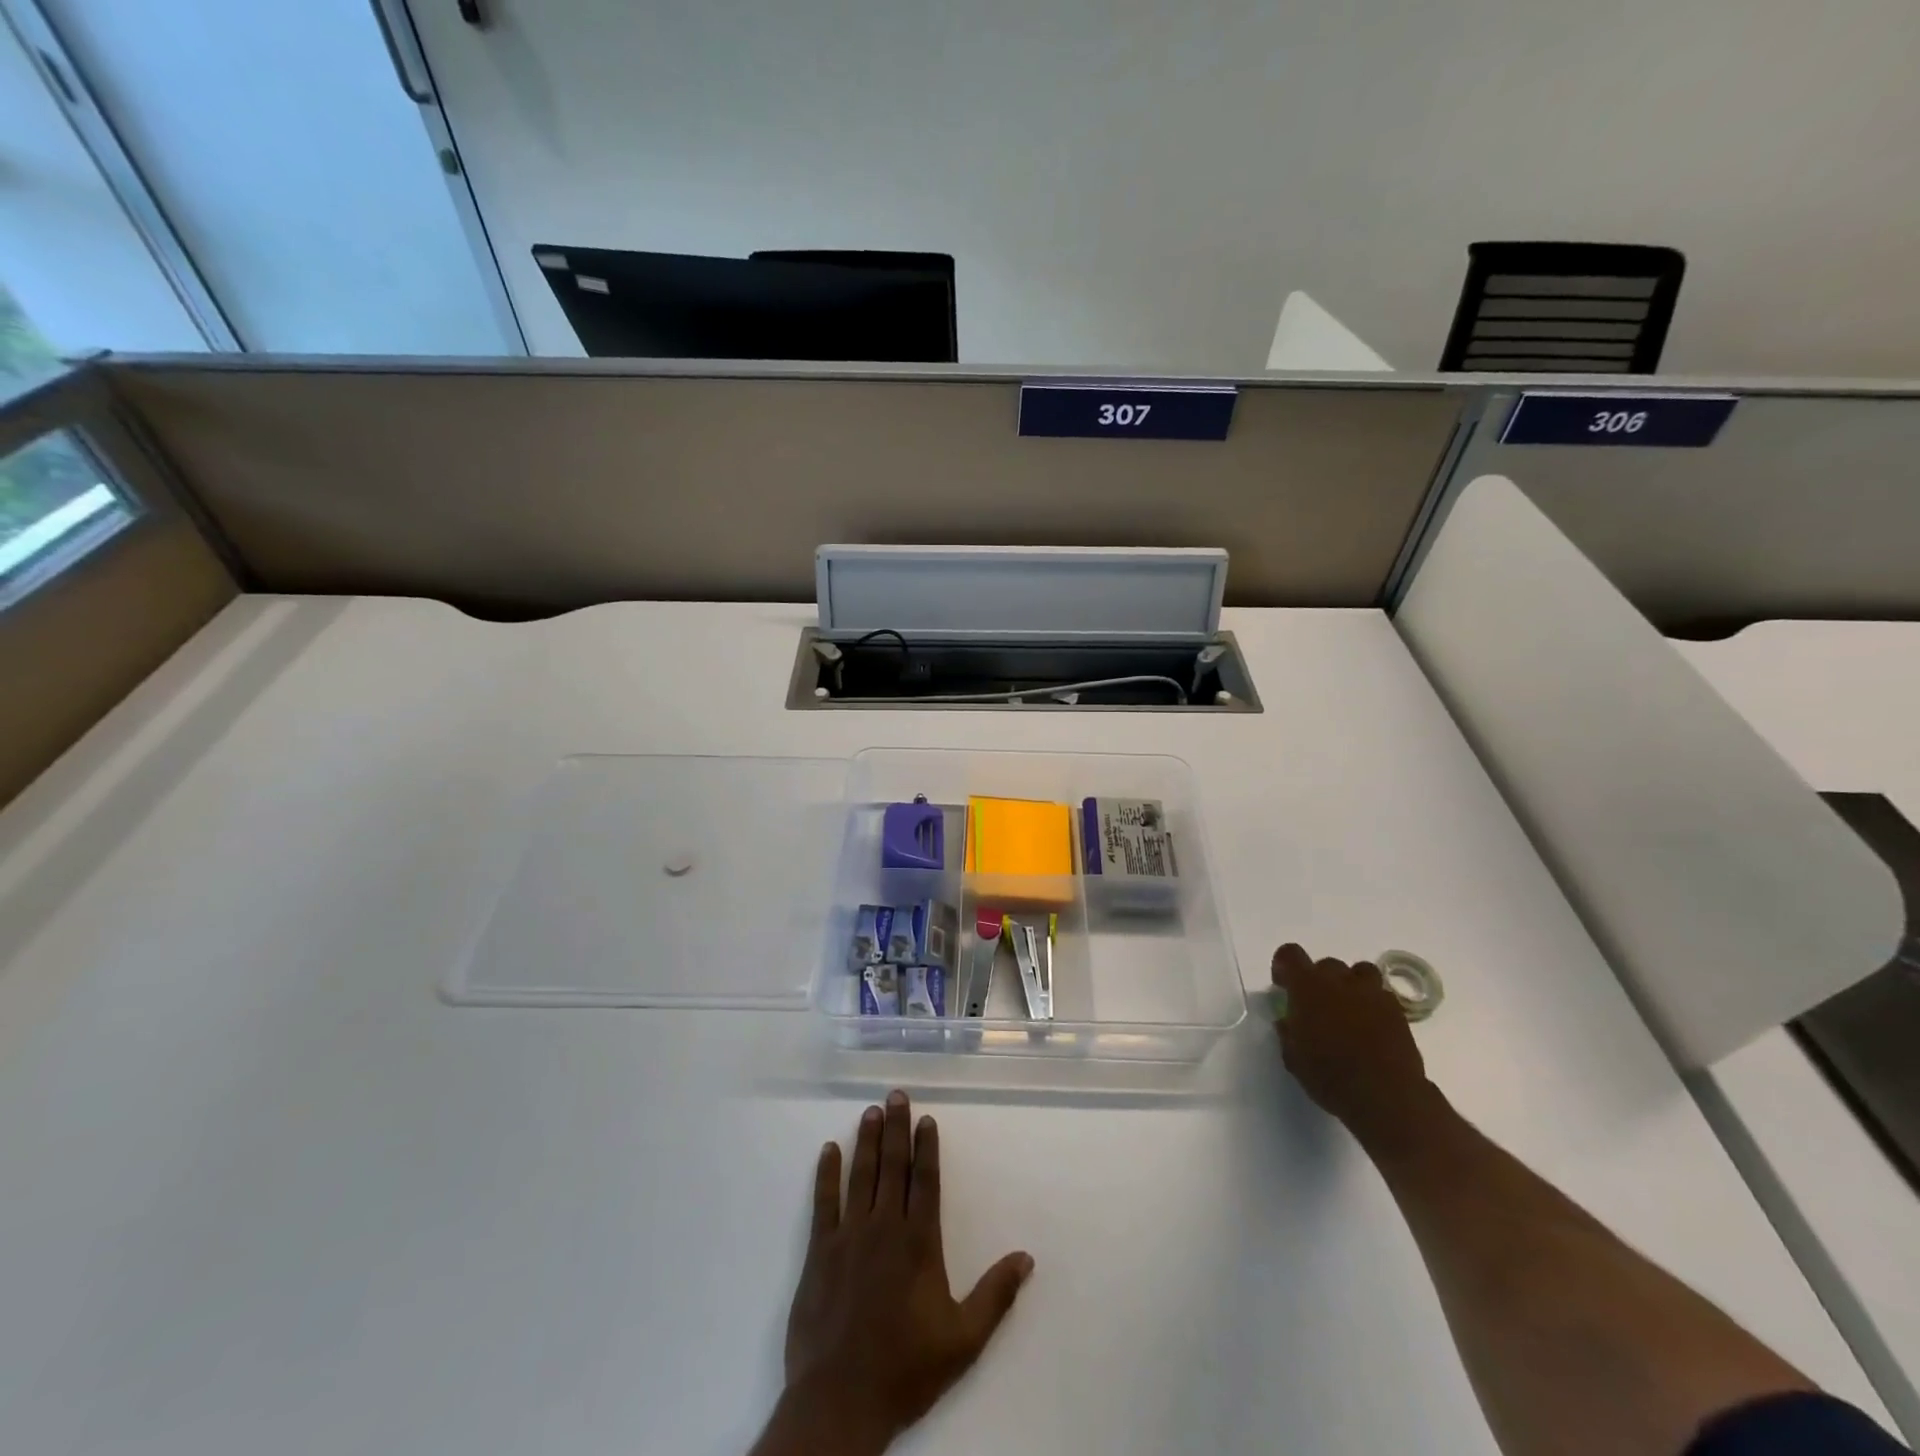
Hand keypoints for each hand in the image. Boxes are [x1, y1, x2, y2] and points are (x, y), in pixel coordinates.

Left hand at [759, 1090, 1033, 1455]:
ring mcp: (850, 1236)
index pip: (925, 1181)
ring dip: (866, 1140)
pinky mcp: (820, 1251)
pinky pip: (824, 1202)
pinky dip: (827, 1174)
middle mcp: (885, 1227)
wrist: (841, 1400)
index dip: (926, 1147)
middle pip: (893, 1167)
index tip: (926, 1118)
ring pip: (861, 1175)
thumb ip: (995, 1295)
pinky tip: (829, 1150)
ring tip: (871, 1111)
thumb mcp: (963, 1339)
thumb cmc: (906, 1368)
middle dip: (895, 1128)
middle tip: (896, 1094)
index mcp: (919, 1243)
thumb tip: (1027, 1257)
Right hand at [1271, 944, 1430, 1146]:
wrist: (1386, 1097)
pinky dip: (1373, 1003)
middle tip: (1317, 1006)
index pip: (1290, 954)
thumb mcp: (1293, 1058)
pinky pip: (1382, 995)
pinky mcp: (1398, 1011)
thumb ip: (1288, 1032)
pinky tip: (1371, 1026)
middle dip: (1319, 980)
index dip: (1284, 966)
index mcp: (1308, 987)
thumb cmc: (1330, 1076)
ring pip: (1360, 972)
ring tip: (1348, 1009)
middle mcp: (1340, 981)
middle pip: (1326, 964)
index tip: (1283, 986)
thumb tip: (1288, 1022)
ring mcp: (1372, 994)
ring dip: (1351, 984)